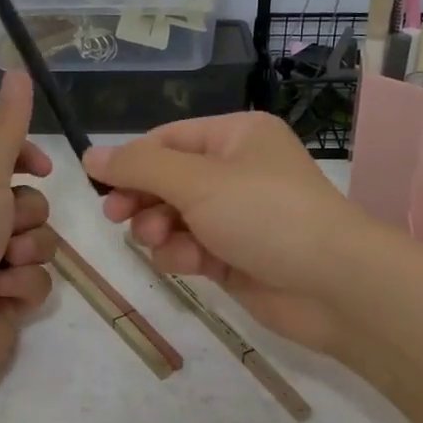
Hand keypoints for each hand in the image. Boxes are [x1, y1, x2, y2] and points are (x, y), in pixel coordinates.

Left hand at [0, 72, 56, 400]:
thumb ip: (8, 129)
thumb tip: (18, 69)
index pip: (6, 164)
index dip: (27, 164)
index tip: (40, 169)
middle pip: (33, 206)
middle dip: (26, 220)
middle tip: (3, 232)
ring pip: (41, 245)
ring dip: (25, 257)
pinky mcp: (6, 303)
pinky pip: (38, 284)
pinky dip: (21, 290)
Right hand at [84, 112, 371, 357]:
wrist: (333, 284)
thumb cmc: (265, 214)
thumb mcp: (197, 181)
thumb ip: (139, 168)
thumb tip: (90, 154)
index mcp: (237, 137)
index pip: (169, 139)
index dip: (132, 159)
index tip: (97, 183)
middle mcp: (238, 171)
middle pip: (169, 179)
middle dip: (143, 198)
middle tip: (116, 216)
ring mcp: (238, 216)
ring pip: (176, 217)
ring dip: (161, 229)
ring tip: (161, 240)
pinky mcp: (237, 256)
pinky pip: (193, 248)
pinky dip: (184, 255)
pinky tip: (188, 264)